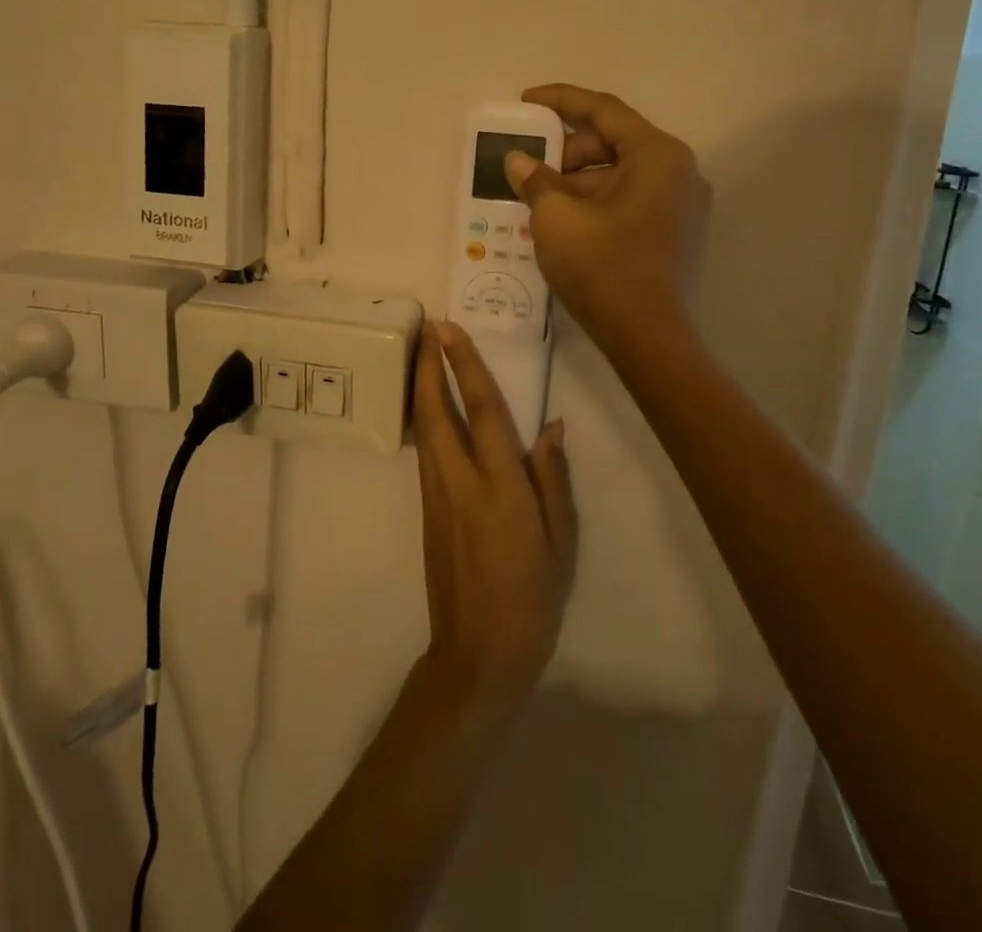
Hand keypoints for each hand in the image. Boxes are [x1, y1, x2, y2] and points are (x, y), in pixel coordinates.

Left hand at [413, 322, 577, 722]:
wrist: (478, 653)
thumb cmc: (532, 599)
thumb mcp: (560, 542)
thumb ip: (552, 479)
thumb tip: (551, 427)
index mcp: (501, 489)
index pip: (483, 412)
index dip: (465, 366)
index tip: (450, 330)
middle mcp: (461, 482)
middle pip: (436, 411)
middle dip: (427, 366)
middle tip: (427, 328)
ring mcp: (437, 496)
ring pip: (424, 428)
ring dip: (421, 387)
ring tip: (423, 354)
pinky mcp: (426, 510)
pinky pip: (425, 451)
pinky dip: (424, 418)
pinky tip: (430, 407)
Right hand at [504, 84, 708, 351]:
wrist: (647, 337)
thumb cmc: (602, 266)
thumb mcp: (555, 217)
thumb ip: (535, 179)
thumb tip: (519, 161)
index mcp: (657, 154)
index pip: (603, 110)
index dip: (560, 100)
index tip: (525, 102)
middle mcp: (678, 170)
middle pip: (614, 141)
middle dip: (566, 151)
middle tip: (529, 167)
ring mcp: (682, 203)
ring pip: (620, 173)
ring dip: (577, 180)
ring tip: (538, 201)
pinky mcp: (676, 231)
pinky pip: (630, 198)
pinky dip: (596, 201)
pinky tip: (564, 221)